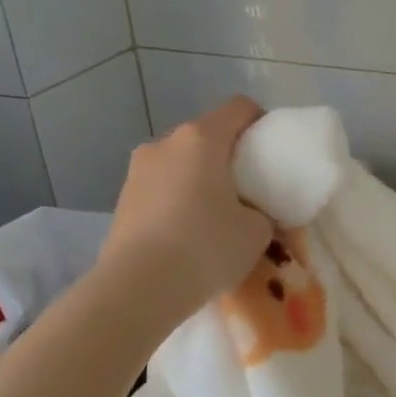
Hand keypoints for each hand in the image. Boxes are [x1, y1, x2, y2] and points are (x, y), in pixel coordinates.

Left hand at [97, 96, 272, 317]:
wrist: (137, 289)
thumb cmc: (206, 247)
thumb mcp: (257, 232)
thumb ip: (261, 212)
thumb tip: (250, 213)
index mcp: (201, 139)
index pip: (239, 108)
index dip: (262, 122)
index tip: (274, 152)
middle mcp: (164, 144)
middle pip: (206, 136)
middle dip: (229, 156)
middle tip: (249, 190)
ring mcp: (137, 171)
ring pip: (180, 164)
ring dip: (200, 180)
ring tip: (216, 217)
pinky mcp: (122, 201)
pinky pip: (162, 190)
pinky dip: (178, 202)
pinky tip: (188, 235)